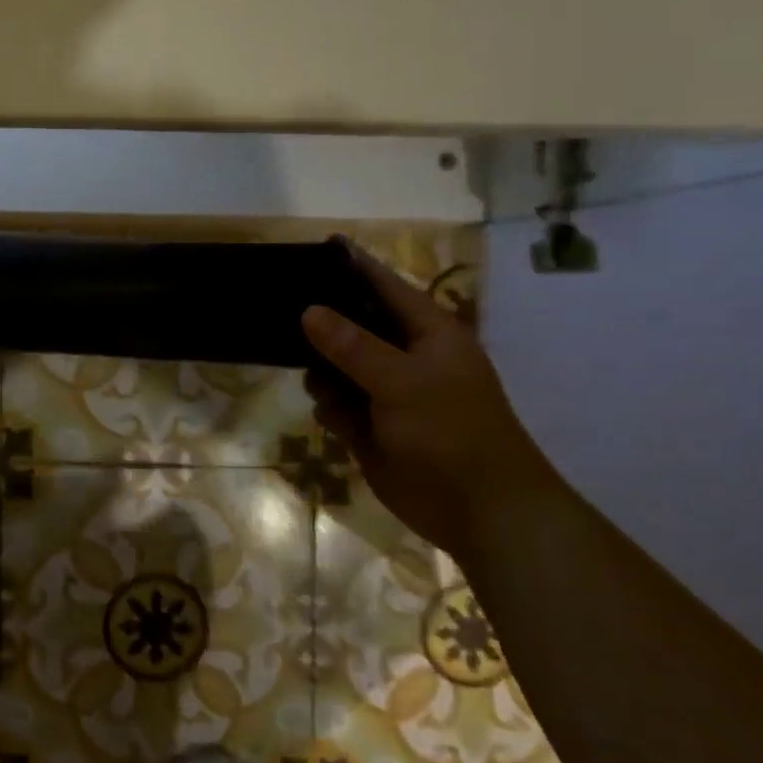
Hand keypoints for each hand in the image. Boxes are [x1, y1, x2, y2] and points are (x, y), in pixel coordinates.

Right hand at [301, 245, 560, 561]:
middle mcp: (405, 356)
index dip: (351, 267)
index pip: (384, 286)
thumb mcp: (401, 381)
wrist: (479, 511)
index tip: (312, 251)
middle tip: (283, 320)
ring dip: (323, 374)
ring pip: (337, 366)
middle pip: (353, 325)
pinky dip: (331, 408)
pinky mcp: (372, 425)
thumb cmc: (452, 433)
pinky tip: (335, 421)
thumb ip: (352, 345)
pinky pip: (337, 404)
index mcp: (428, 333)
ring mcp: (387, 392)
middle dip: (321, 326)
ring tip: (320, 386)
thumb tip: (309, 311)